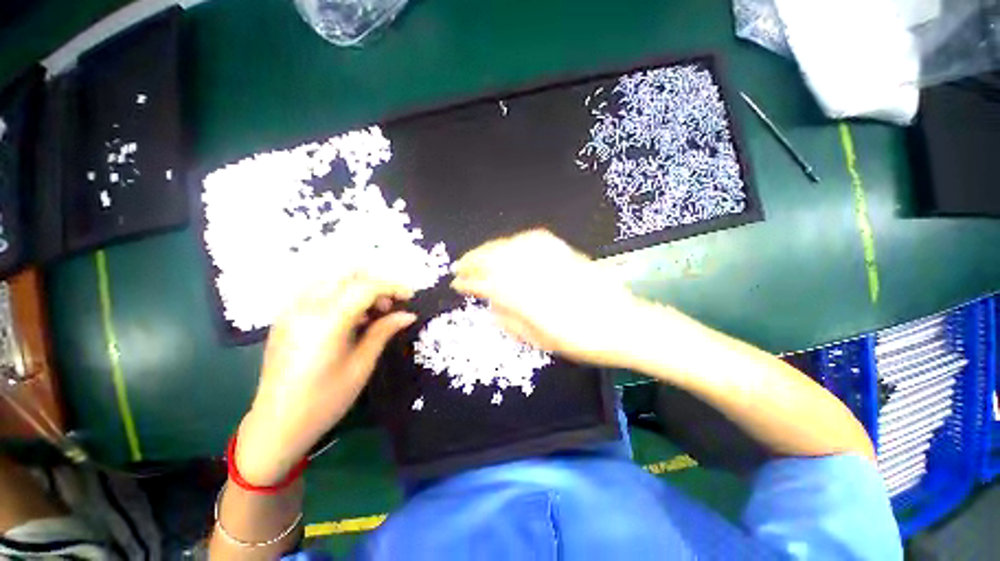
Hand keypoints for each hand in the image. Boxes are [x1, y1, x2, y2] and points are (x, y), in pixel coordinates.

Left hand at [236, 271, 415, 485]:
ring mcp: (291, 310)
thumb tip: (409, 314)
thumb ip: (384, 331)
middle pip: (347, 274)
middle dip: (375, 283)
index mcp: (326, 322)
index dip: (393, 286)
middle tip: (389, 305)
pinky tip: (350, 317)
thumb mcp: (361, 365)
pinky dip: (341, 293)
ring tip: (372, 312)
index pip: (366, 286)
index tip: (410, 297)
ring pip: (332, 278)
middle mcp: (305, 307)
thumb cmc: (325, 400)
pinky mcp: (285, 316)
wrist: (276, 425)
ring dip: (358, 286)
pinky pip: (318, 290)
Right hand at [451, 230, 648, 367]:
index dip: (469, 283)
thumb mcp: (540, 340)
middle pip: (494, 260)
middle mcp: (532, 273)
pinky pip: (533, 238)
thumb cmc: (579, 339)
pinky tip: (509, 244)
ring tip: (478, 253)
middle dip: (473, 261)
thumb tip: (491, 308)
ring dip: (489, 248)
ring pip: (510, 246)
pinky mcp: (563, 251)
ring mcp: (548, 259)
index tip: (457, 283)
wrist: (620, 323)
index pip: (487, 285)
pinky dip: (516, 240)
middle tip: (460, 265)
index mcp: (524, 299)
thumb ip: (511, 321)